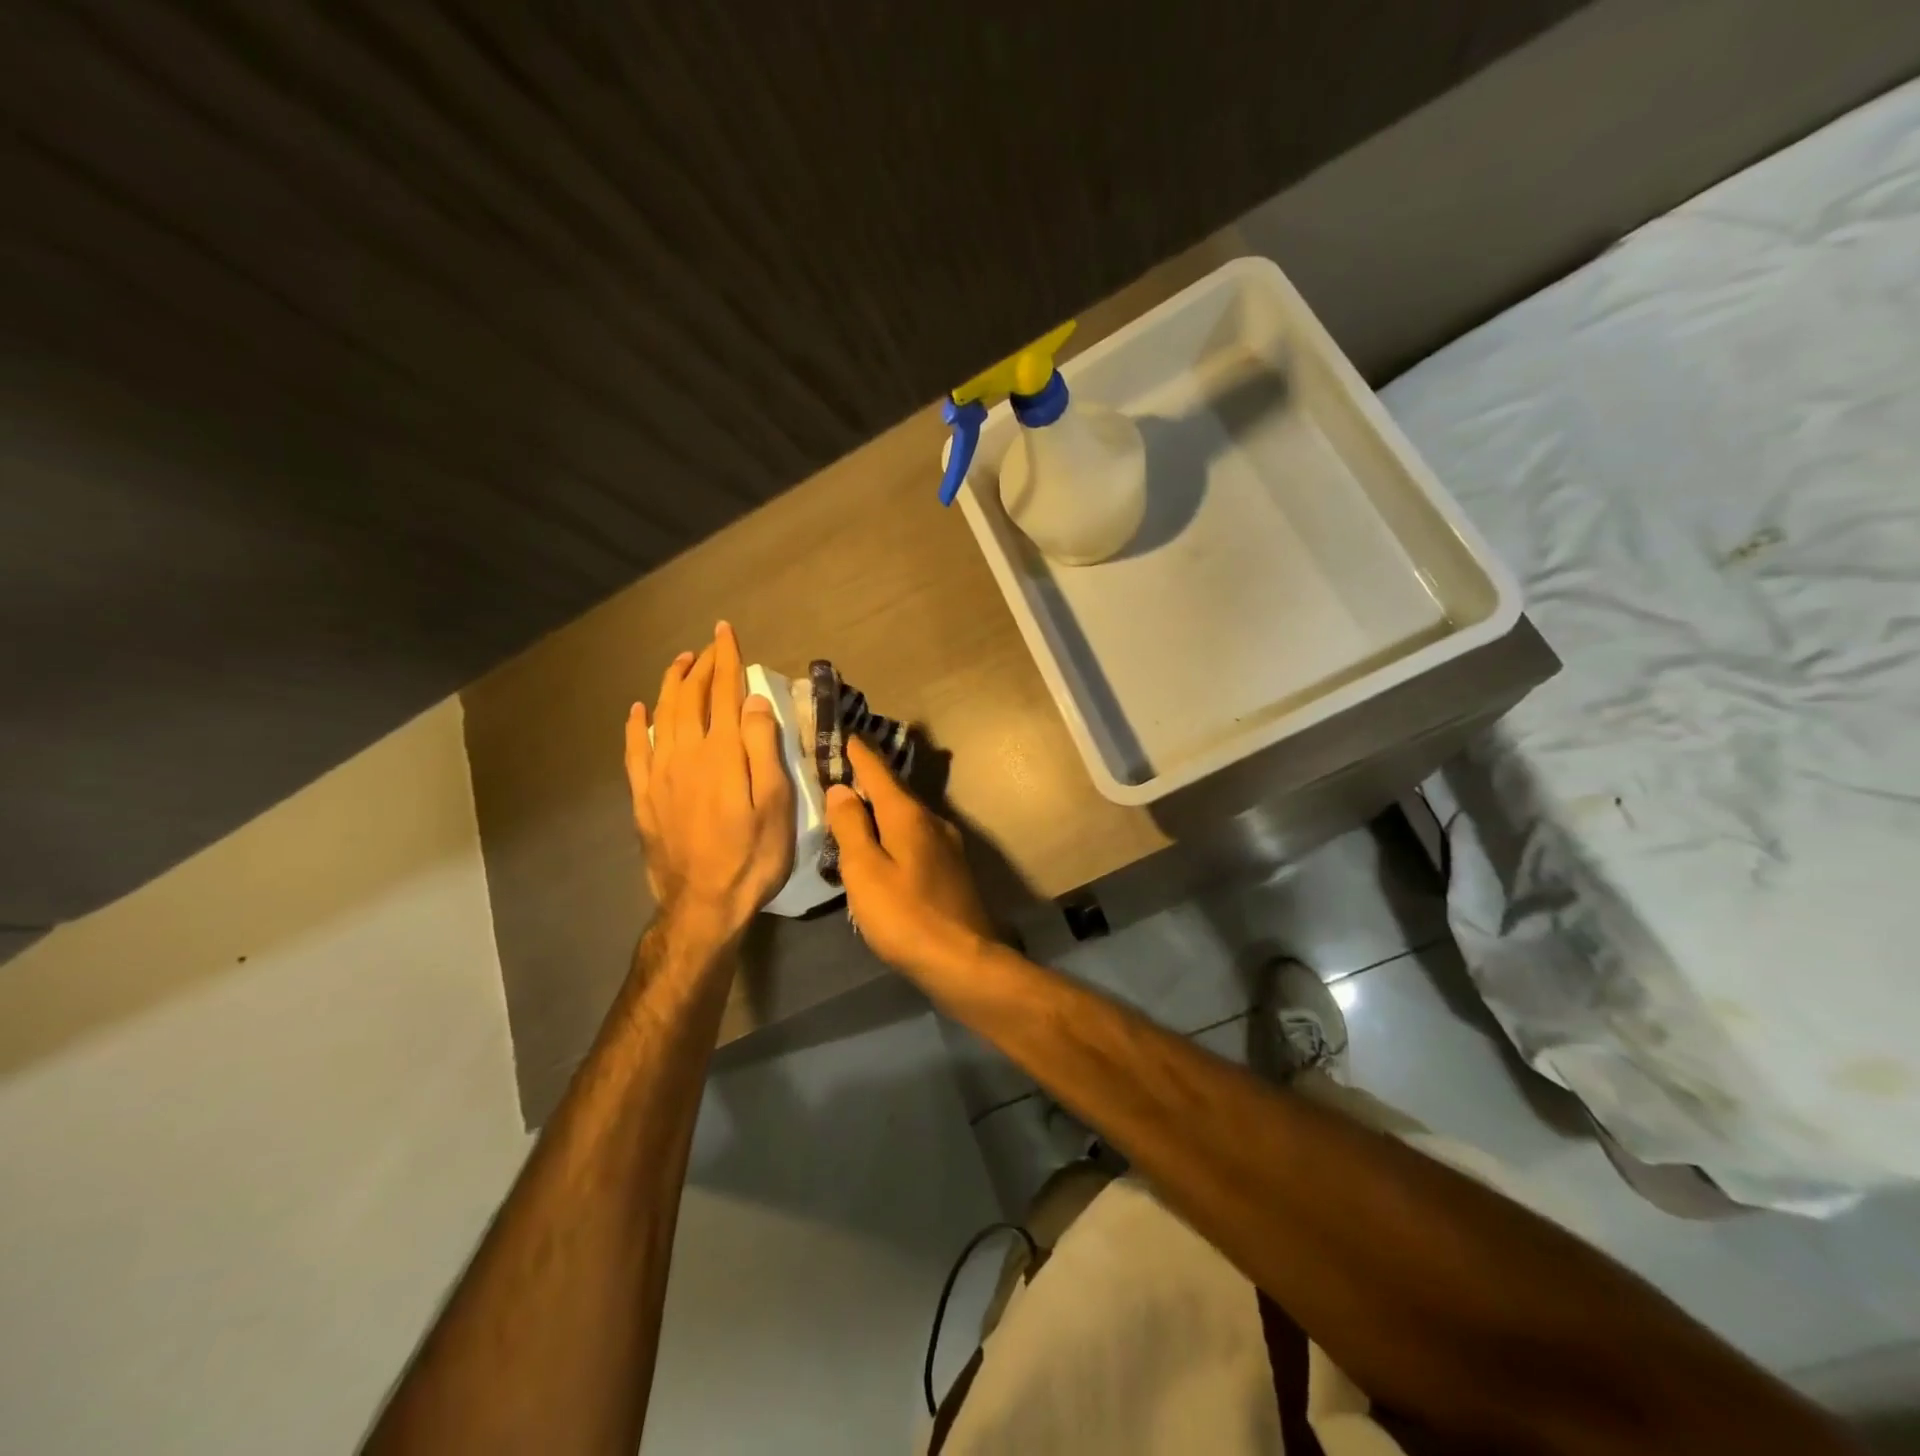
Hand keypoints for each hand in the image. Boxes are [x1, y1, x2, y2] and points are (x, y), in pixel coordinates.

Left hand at [626, 622, 794, 944]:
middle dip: (701, 666)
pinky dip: (637, 725)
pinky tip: (638, 711)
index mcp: (721, 753)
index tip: (726, 632)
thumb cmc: (752, 856)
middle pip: (690, 698)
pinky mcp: (644, 797)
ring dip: (671, 685)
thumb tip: (752, 700)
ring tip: (680, 663)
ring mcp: (659, 775)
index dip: (726, 660)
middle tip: (710, 645)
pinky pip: (635, 750)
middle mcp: (685, 754)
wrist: (703, 905)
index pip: (723, 693)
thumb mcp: (775, 804)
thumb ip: (762, 748)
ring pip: (661, 716)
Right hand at [824, 736, 993, 977]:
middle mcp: (932, 821)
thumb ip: (851, 827)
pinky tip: (884, 844)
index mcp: (908, 815)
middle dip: (870, 778)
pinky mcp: (952, 868)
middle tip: (843, 768)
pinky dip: (895, 830)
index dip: (860, 752)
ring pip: (907, 815)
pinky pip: (916, 836)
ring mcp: (947, 845)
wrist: (963, 960)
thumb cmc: (905, 916)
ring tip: (858, 805)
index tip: (846, 732)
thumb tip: (842, 788)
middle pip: (895, 790)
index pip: (878, 771)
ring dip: (883, 806)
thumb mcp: (865, 871)